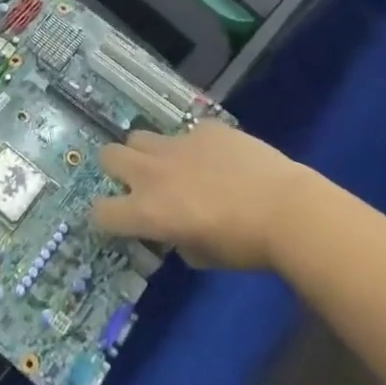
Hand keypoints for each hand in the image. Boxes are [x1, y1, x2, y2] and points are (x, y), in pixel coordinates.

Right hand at [89, 120, 309, 270]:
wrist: (285, 209)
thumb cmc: (244, 246)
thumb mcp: (202, 256)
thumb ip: (177, 238)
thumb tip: (176, 228)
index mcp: (148, 211)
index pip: (101, 211)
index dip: (107, 217)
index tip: (121, 220)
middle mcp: (153, 173)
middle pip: (108, 155)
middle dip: (117, 169)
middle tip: (139, 183)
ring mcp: (178, 144)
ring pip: (140, 136)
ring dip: (148, 152)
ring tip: (173, 165)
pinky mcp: (204, 128)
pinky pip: (186, 132)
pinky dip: (194, 146)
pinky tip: (219, 158)